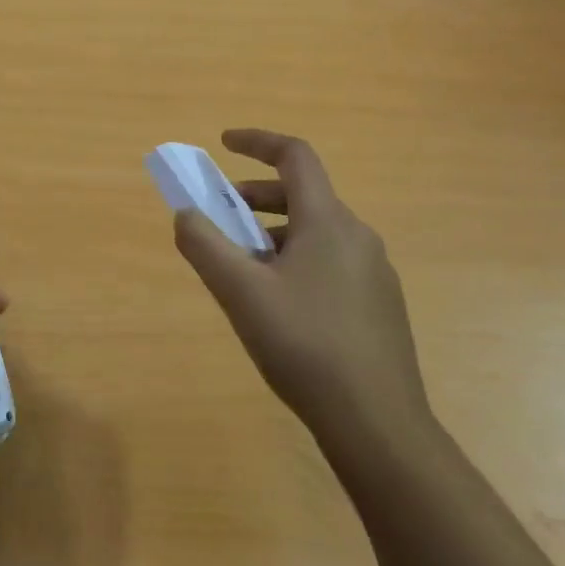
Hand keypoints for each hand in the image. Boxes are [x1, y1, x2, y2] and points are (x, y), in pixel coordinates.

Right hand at [173, 129, 430, 452]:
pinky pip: (329, 261)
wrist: (378, 424)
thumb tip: (185, 214)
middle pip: (303, 195)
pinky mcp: (379, 305)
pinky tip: (277, 305)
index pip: (296, 156)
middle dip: (255, 196)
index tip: (224, 143)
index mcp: (328, 222)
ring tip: (241, 268)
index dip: (258, 141)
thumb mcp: (240, 292)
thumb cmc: (304, 345)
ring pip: (315, 232)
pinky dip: (294, 259)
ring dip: (272, 233)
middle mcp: (358, 237)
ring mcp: (374, 272)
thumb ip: (204, 245)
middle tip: (220, 217)